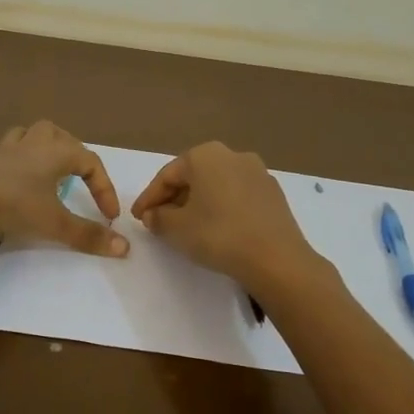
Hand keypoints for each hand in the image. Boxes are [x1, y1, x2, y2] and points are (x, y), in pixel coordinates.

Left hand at [0, 121, 127, 256]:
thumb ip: (87, 236)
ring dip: (30, 141)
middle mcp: (28, 149)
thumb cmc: (11, 207)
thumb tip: (125, 247)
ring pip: (19, 135)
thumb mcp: (54, 225)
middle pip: (54, 133)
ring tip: (37, 153)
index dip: (104, 187)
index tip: (108, 217)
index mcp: (53, 156)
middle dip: (68, 147)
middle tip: (75, 170)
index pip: (90, 162)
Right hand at [129, 142, 317, 289]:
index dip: (148, 198)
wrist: (276, 258)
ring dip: (198, 203)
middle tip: (159, 221)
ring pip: (216, 185)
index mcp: (206, 155)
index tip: (137, 218)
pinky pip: (237, 196)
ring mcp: (257, 172)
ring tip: (187, 227)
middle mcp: (233, 155)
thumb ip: (158, 217)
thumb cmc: (219, 235)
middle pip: (193, 176)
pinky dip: (221, 208)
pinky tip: (217, 229)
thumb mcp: (177, 228)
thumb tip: (153, 214)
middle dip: (173, 199)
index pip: (167, 175)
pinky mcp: (273, 193)